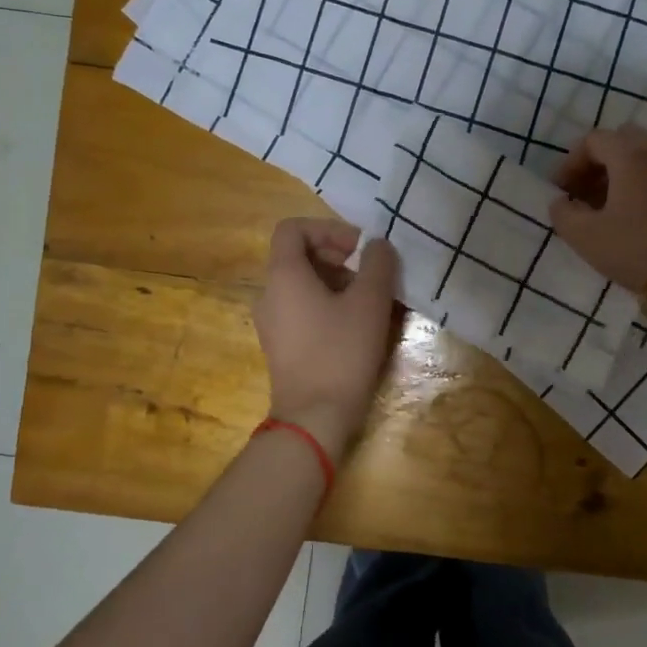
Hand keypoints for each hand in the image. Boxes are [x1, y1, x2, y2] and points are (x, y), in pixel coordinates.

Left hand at [254, 218, 400, 454]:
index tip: (358, 249)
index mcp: (284, 276)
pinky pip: (302, 311)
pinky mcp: (280, 347)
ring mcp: (271, 323)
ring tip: (370, 303)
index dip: (328, 229)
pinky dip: (327, 307)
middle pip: (299, 257)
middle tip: (370, 276)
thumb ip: (377, 264)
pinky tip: (356, 328)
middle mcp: (269, 294)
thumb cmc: (341, 352)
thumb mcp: (369, 302)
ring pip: (303, 286)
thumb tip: (377, 246)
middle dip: (338, 258)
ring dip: (337, 284)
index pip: (293, 229)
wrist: (314, 418)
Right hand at [548, 127, 646, 291]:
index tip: (560, 191)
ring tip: (601, 208)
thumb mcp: (584, 236)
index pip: (593, 140)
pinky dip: (637, 183)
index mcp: (631, 157)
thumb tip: (561, 202)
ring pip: (641, 156)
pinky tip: (626, 216)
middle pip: (621, 140)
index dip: (570, 162)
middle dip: (596, 161)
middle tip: (582, 191)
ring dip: (617, 173)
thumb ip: (562, 213)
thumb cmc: (634, 249)